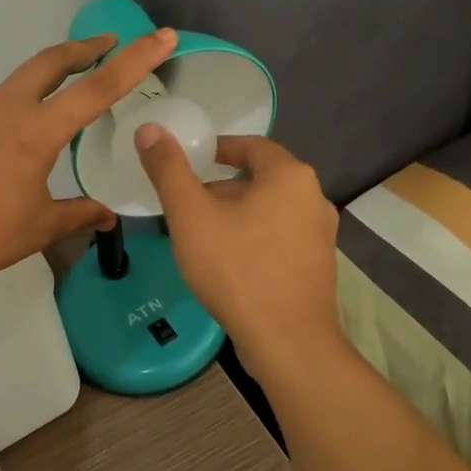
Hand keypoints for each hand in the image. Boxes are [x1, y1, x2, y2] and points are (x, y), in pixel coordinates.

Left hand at [0, 28, 179, 293]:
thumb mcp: (38, 227)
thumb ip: (78, 214)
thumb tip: (107, 216)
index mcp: (35, 130)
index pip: (98, 88)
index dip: (135, 61)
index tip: (161, 36)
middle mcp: (4, 108)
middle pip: (50, 61)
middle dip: (84, 48)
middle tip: (108, 44)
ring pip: (19, 81)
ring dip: (48, 77)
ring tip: (66, 95)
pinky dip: (18, 105)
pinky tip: (17, 137)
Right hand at [135, 129, 342, 379]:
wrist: (287, 341)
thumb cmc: (237, 268)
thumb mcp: (191, 215)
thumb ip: (169, 170)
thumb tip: (149, 129)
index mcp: (290, 176)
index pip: (252, 146)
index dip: (218, 149)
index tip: (190, 161)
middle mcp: (314, 198)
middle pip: (262, 179)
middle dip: (223, 186)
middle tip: (188, 202)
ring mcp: (321, 235)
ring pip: (271, 210)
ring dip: (238, 214)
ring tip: (202, 233)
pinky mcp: (318, 266)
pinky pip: (281, 237)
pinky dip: (254, 237)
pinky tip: (229, 262)